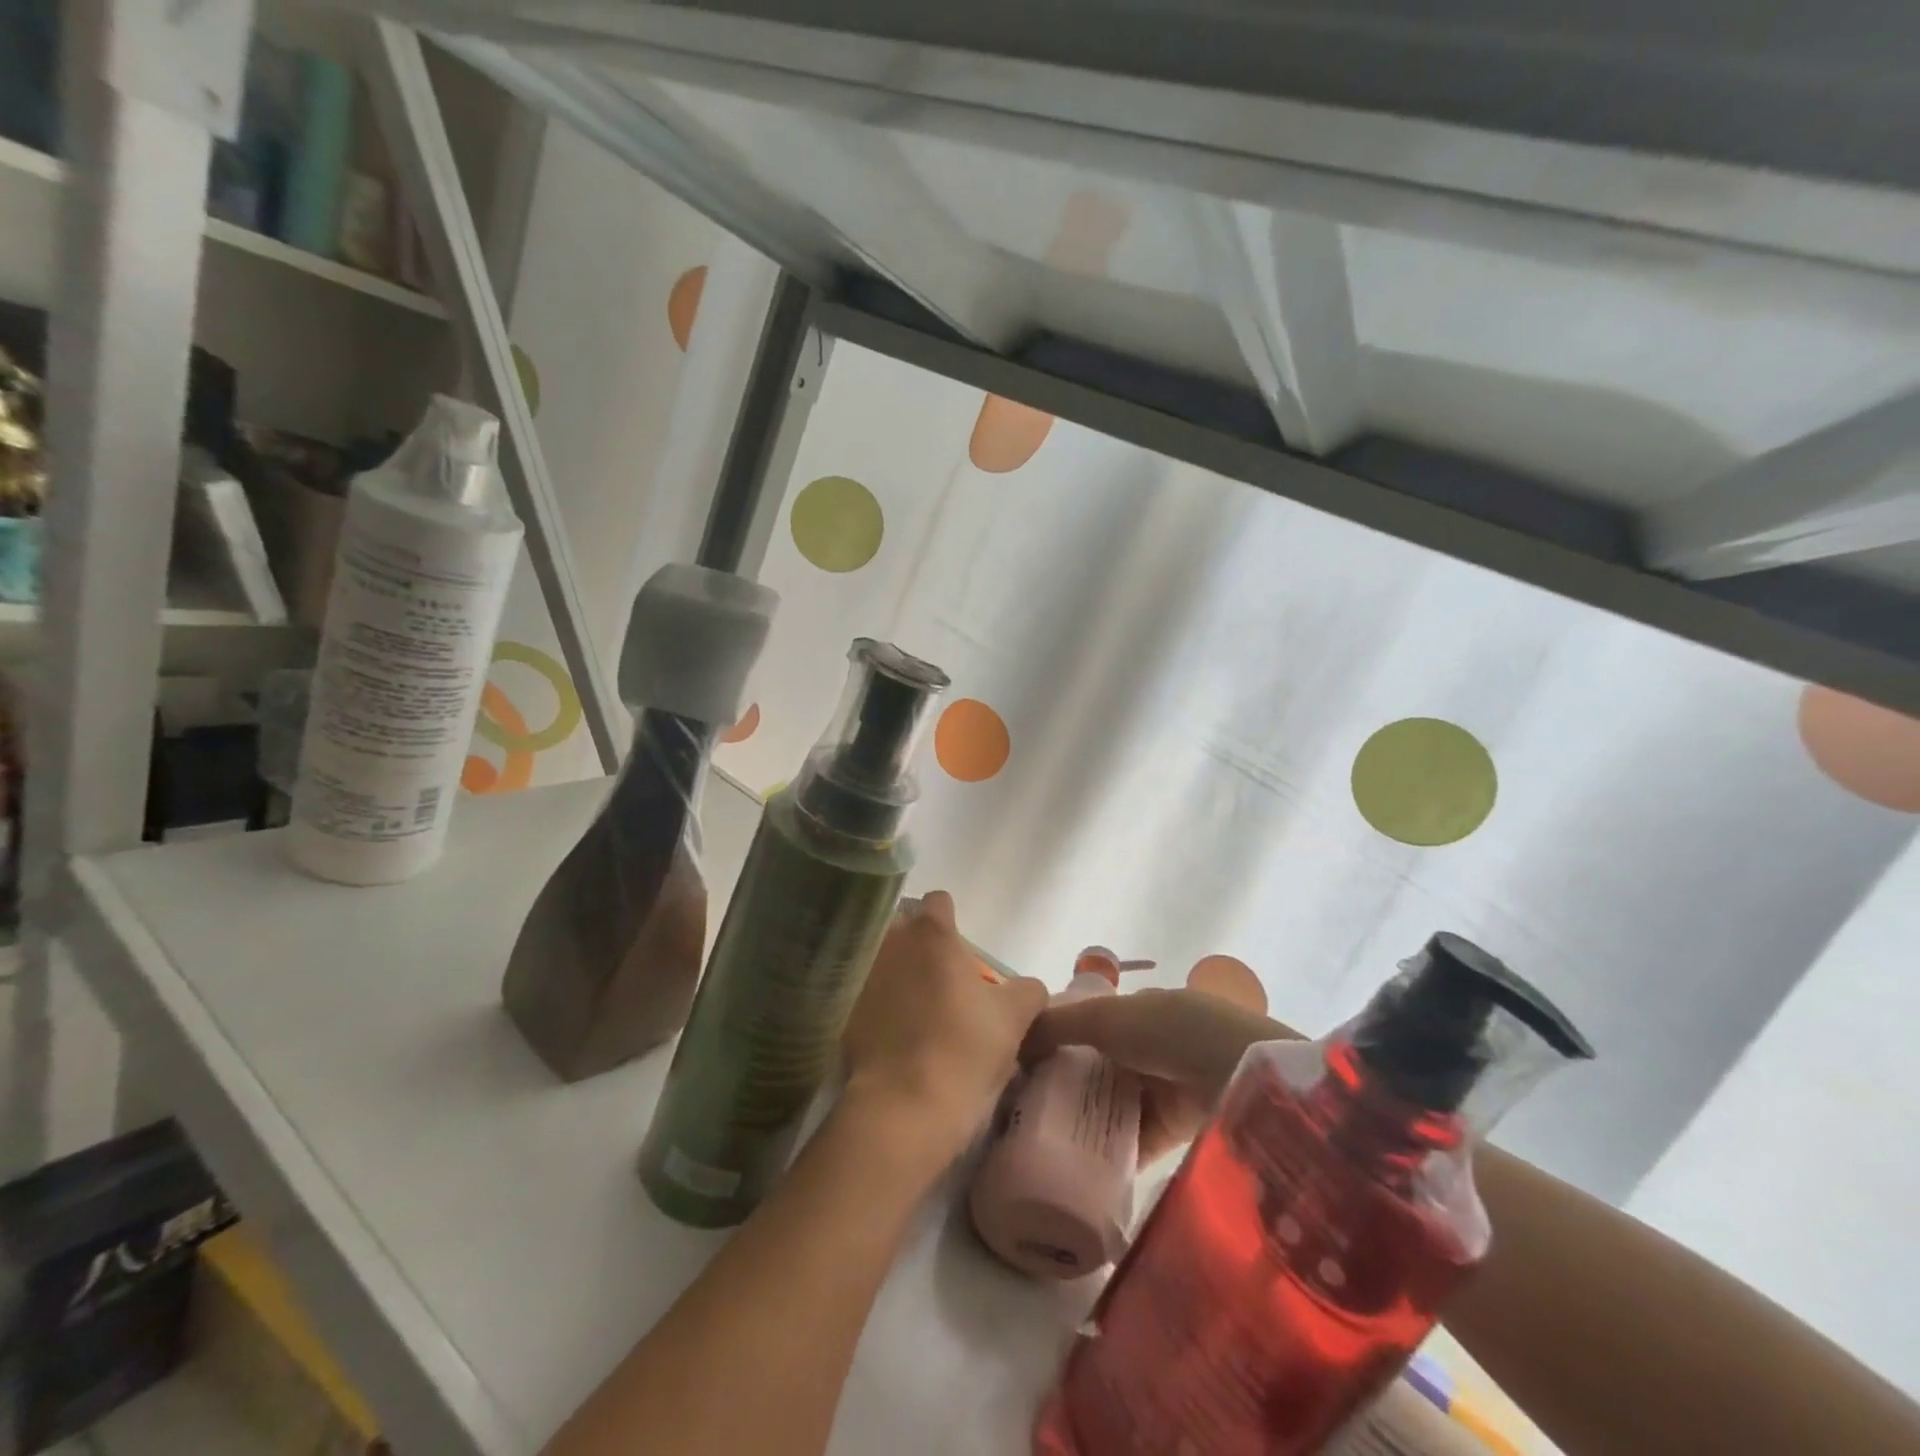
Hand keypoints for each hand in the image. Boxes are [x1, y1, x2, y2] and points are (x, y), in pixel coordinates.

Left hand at [843, 892, 1048, 1163]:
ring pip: (880, 959)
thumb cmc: (964, 1048)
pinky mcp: (842, 1008)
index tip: (960, 952)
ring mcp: (859, 973)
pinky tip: (891, 1034)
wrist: (904, 1106)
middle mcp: (889, 941)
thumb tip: (1026, 987)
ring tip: (913, 1009)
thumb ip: (1026, 990)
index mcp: (931, 932)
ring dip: (894, 973)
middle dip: (919, 946)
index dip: (951, 921)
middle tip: (940, 982)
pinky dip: (873, 1004)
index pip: (939, 902)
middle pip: (904, 928)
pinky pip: (861, 993)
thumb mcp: (1014, 1017)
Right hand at [1022, 988, 1298, 1163]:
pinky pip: (1135, 1141)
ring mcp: (1166, 1088)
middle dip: (1066, 1084)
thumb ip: (1059, 1025)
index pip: (1090, 1023)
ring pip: (1114, 1104)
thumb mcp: (1107, 1017)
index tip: (1022, 1064)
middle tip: (1023, 1110)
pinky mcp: (1177, 1130)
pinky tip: (1076, 1166)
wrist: (1240, 1073)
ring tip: (1039, 1141)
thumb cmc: (1170, 1030)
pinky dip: (1110, 1152)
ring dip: (1085, 1119)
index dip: (1058, 1039)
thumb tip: (1011, 1038)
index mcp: (1140, 1010)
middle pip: (1098, 1066)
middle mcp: (1152, 1047)